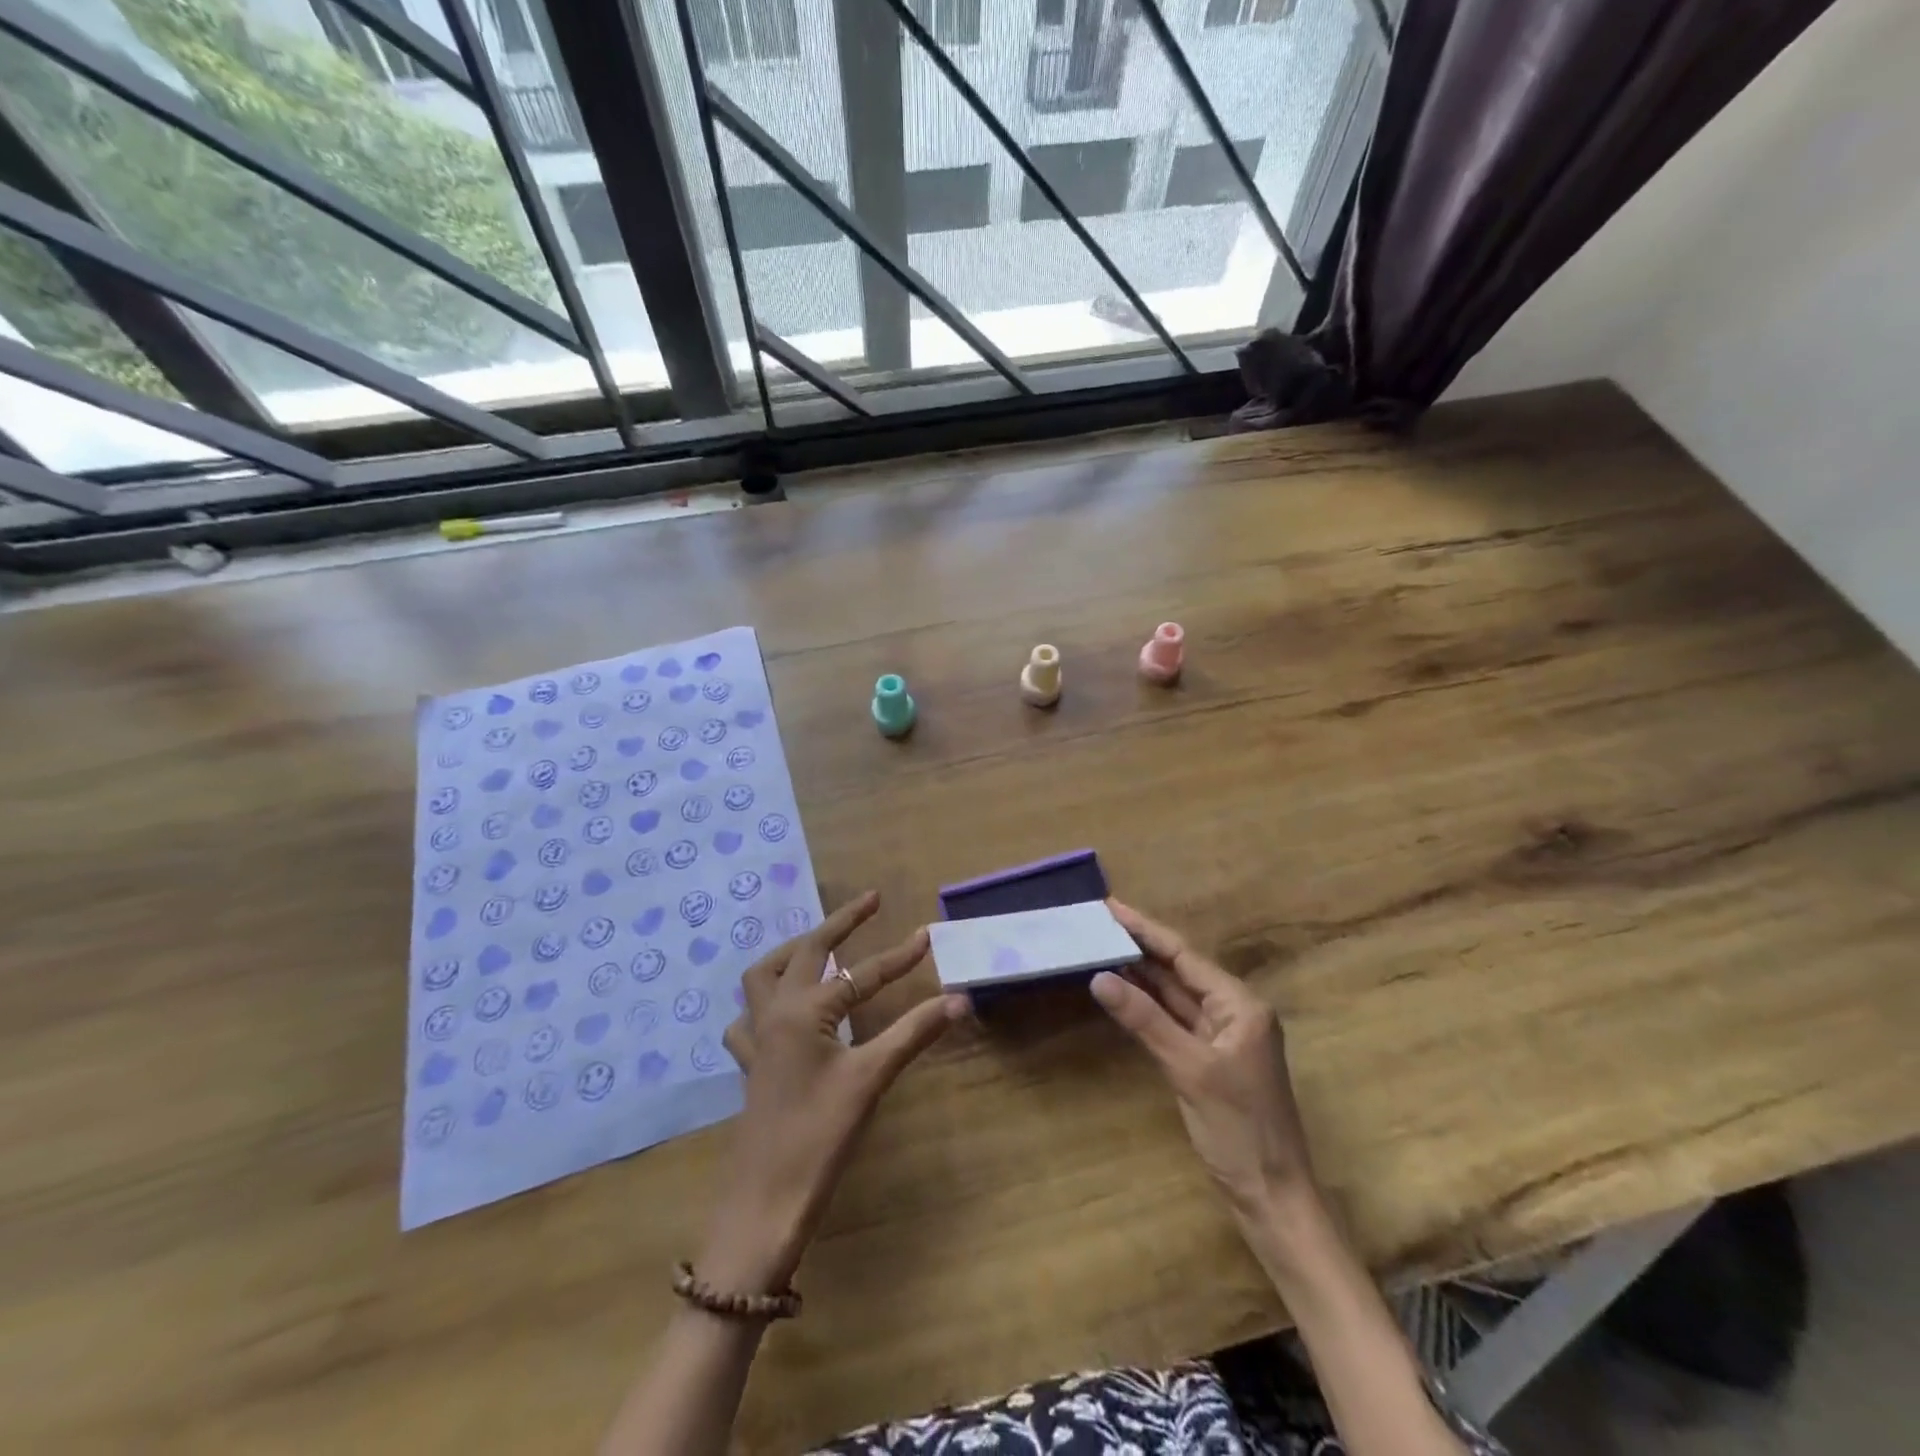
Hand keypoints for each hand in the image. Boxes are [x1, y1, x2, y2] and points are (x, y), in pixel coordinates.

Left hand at [698, 891, 966, 1295]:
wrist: (765, 1202)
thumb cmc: (820, 1136)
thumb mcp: (871, 1079)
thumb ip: (914, 1033)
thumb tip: (959, 1000)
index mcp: (804, 1011)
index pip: (861, 974)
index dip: (898, 956)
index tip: (926, 936)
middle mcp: (775, 1013)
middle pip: (807, 950)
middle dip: (840, 922)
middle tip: (870, 902)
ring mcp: (757, 1038)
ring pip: (765, 975)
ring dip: (793, 952)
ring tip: (821, 944)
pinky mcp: (752, 1065)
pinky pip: (748, 1018)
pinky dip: (764, 1001)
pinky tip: (780, 1009)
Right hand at [1092, 900, 1318, 1219]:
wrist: (1273, 1198)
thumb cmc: (1240, 1131)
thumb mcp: (1190, 1070)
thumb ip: (1145, 1020)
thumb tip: (1099, 976)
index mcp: (1239, 1004)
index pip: (1184, 955)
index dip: (1145, 929)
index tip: (1110, 906)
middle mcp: (1233, 1010)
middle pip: (1179, 969)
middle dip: (1139, 945)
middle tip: (1096, 923)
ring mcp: (1221, 1035)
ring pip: (1174, 994)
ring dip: (1140, 973)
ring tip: (1100, 945)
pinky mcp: (1208, 1058)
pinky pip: (1173, 1019)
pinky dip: (1147, 1005)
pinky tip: (1121, 990)